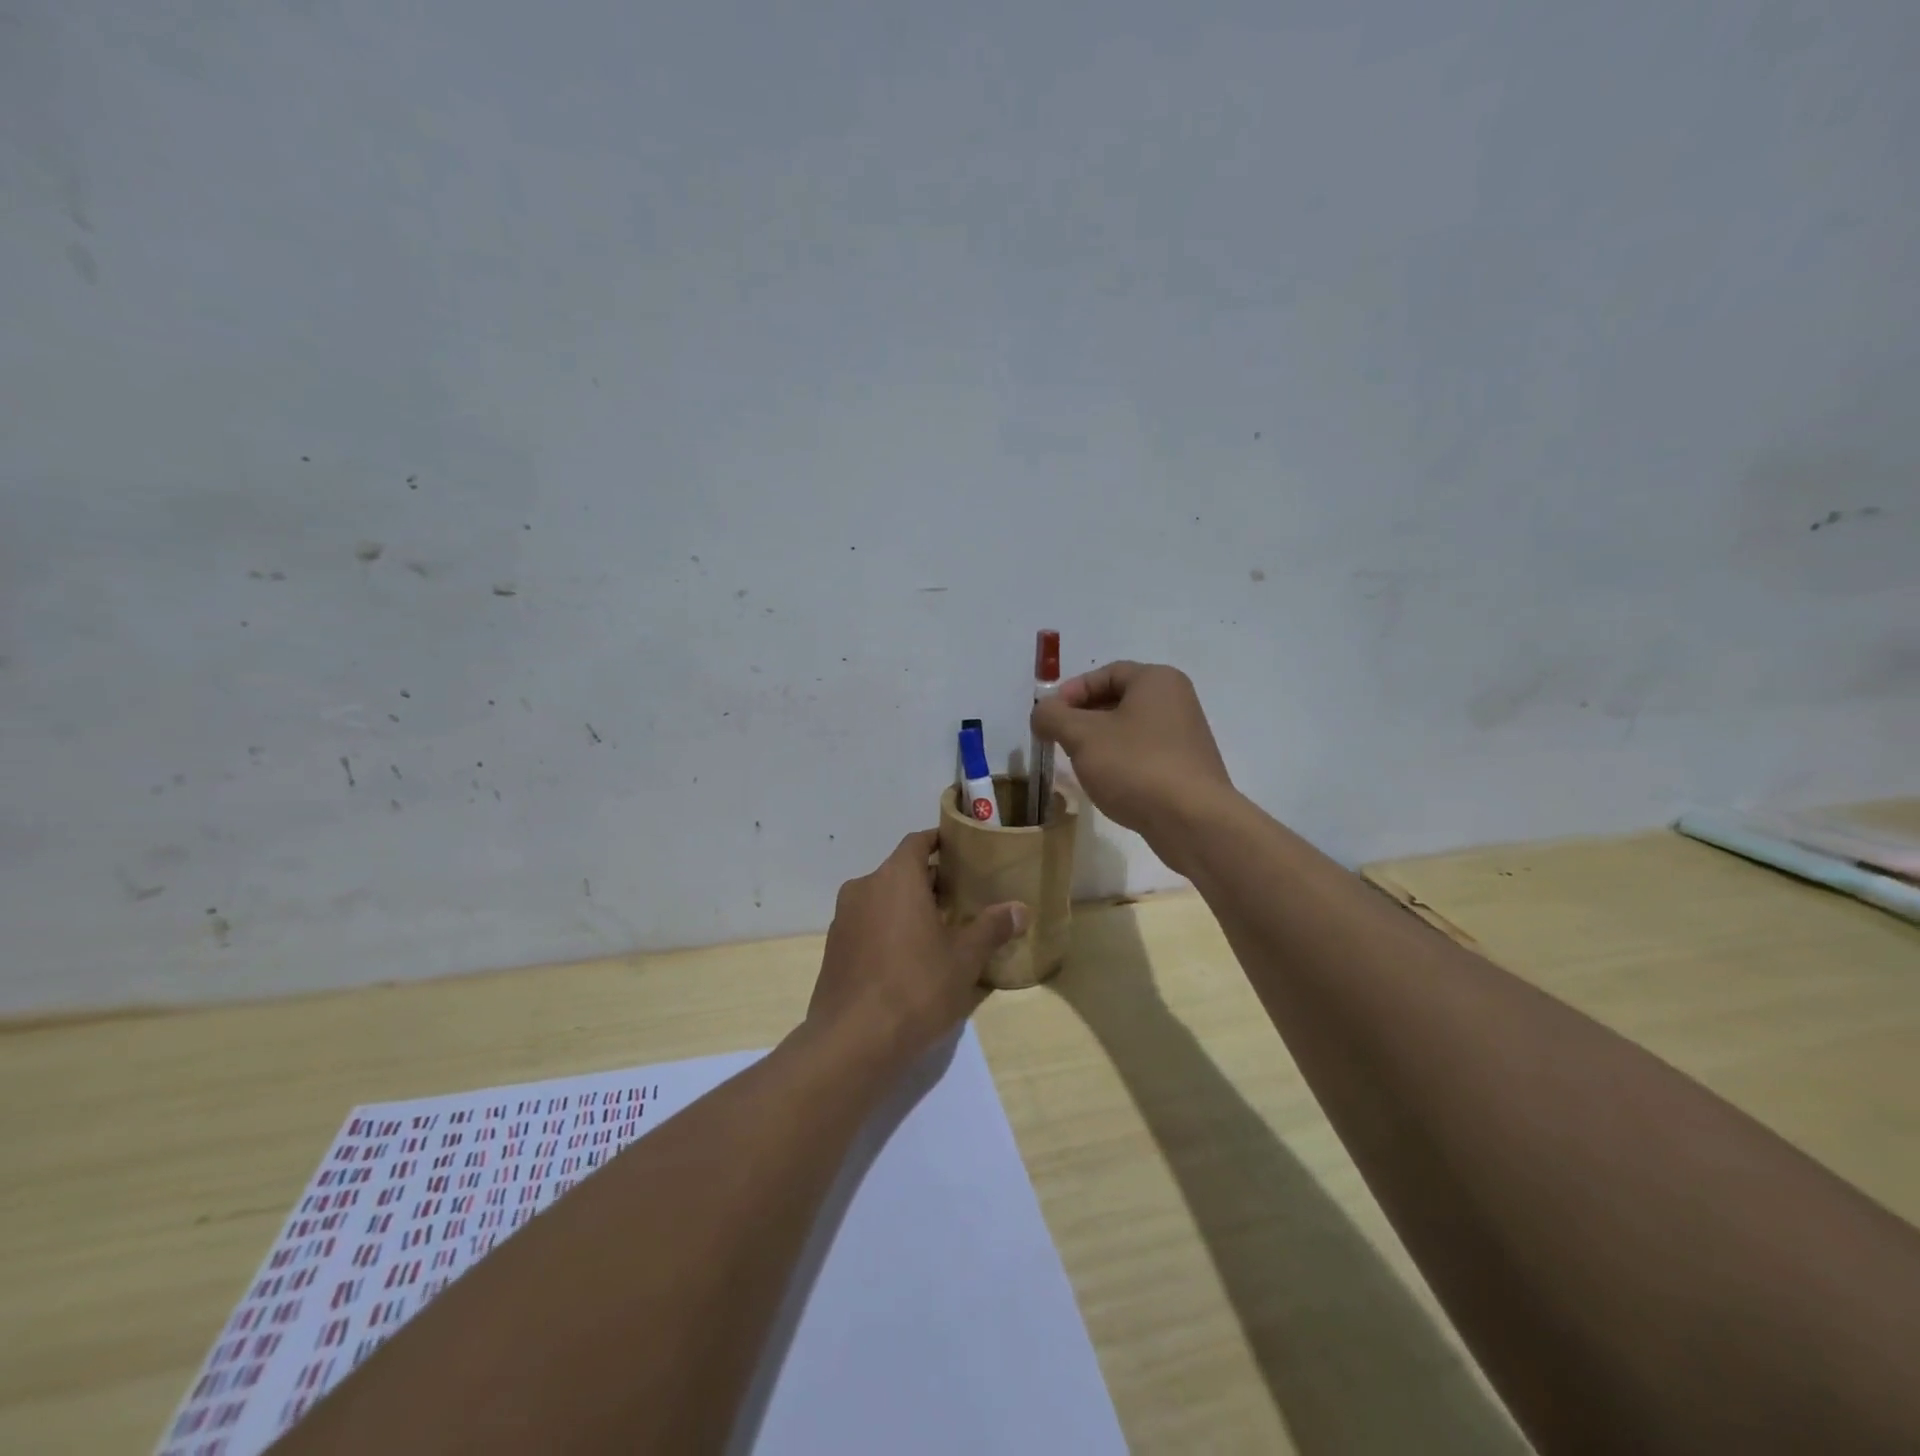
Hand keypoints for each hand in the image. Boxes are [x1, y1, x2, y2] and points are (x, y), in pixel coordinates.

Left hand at [808, 830, 1027, 1071]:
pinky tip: (910, 957)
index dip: (940, 842)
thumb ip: (991, 928)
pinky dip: (889, 929)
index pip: (917, 842)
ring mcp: (843, 919)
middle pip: (900, 871)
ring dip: (908, 906)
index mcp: (894, 878)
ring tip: (941, 928)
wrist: (852, 1041)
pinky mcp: (834, 949)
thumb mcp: (964, 959)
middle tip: (963, 897)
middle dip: (930, 880)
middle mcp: (864, 888)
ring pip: (882, 899)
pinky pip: (868, 924)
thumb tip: (1020, 909)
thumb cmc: (915, 987)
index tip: (963, 852)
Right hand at [1030, 661, 1235, 868]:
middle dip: (1083, 718)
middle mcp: (1176, 700)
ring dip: (1100, 742)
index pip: (1105, 673)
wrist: (1192, 821)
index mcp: (1157, 680)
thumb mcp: (1082, 736)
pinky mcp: (1187, 768)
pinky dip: (1121, 761)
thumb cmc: (1135, 766)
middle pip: (1118, 699)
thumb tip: (1042, 712)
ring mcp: (1185, 736)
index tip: (1049, 717)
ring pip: (1130, 729)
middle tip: (1059, 740)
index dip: (1071, 691)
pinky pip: (1144, 754)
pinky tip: (1108, 783)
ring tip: (1079, 764)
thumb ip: (1053, 716)